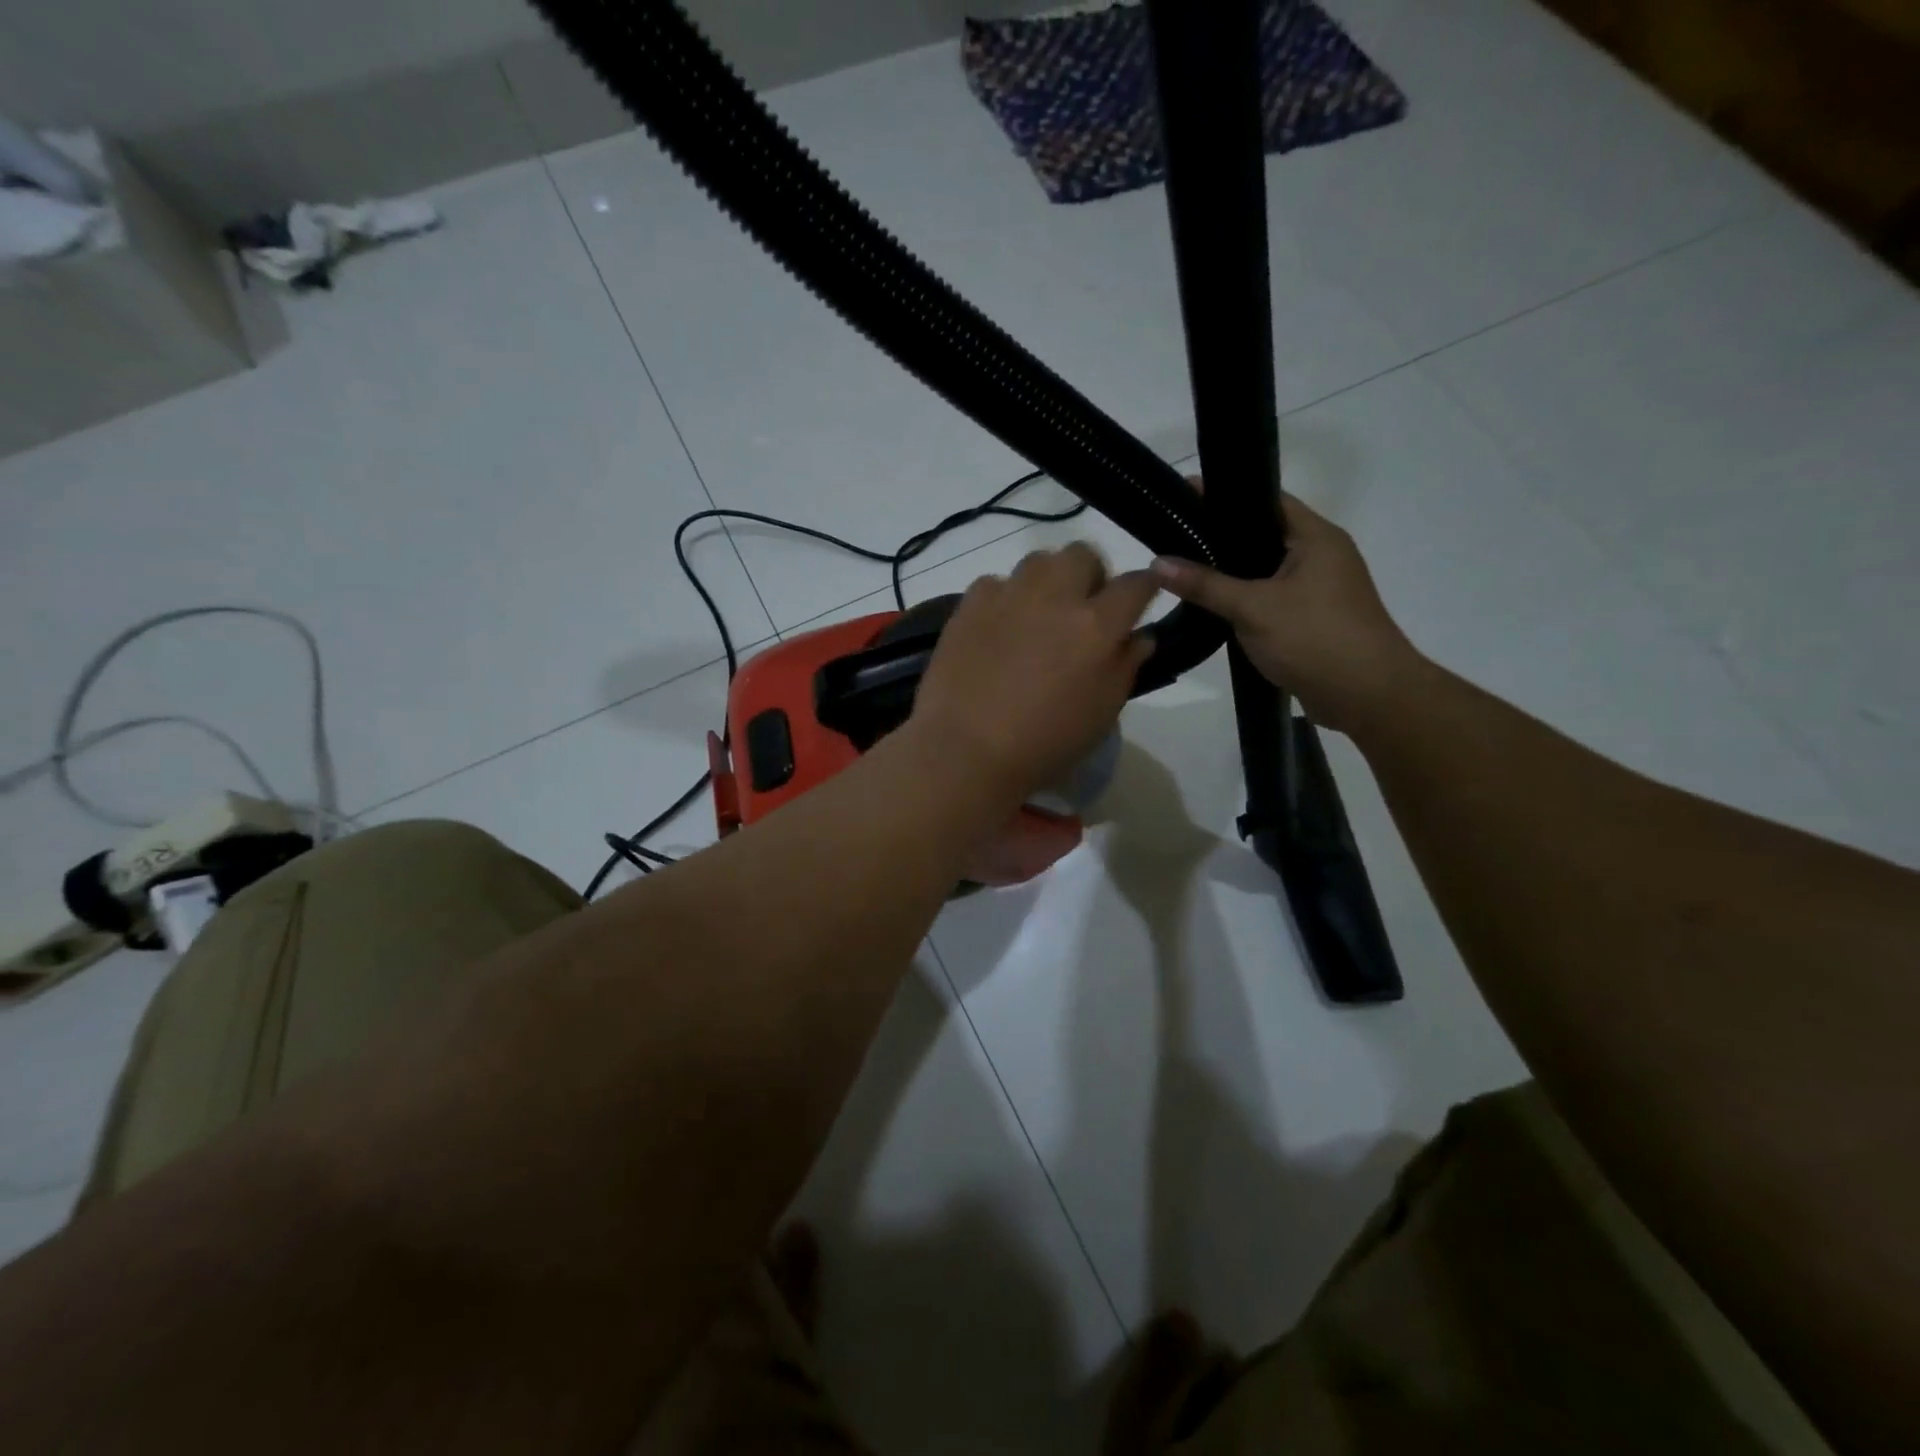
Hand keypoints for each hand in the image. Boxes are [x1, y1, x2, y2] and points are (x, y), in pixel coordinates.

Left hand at [910, 543, 1156, 800]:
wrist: (967, 751)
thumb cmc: (1045, 743)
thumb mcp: (1102, 713)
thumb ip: (1126, 666)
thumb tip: (1139, 636)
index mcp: (1097, 625)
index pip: (1136, 583)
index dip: (1145, 586)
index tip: (1142, 596)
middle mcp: (1055, 597)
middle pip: (1083, 554)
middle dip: (1091, 575)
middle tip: (1083, 609)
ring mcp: (1008, 596)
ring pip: (1038, 561)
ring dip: (1047, 581)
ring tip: (1038, 615)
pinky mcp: (969, 605)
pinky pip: (995, 583)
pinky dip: (1004, 598)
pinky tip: (998, 629)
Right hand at [1151, 493, 1424, 735]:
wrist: (1367, 696)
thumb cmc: (1315, 638)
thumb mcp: (1253, 608)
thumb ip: (1204, 584)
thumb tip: (1156, 562)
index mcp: (1316, 537)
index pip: (1267, 499)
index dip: (1226, 494)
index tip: (1185, 494)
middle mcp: (1322, 555)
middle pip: (1265, 534)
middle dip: (1223, 535)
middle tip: (1176, 533)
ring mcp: (1319, 589)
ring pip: (1267, 569)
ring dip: (1233, 571)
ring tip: (1186, 567)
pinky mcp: (1312, 619)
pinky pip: (1271, 597)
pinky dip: (1245, 598)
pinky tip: (1213, 606)